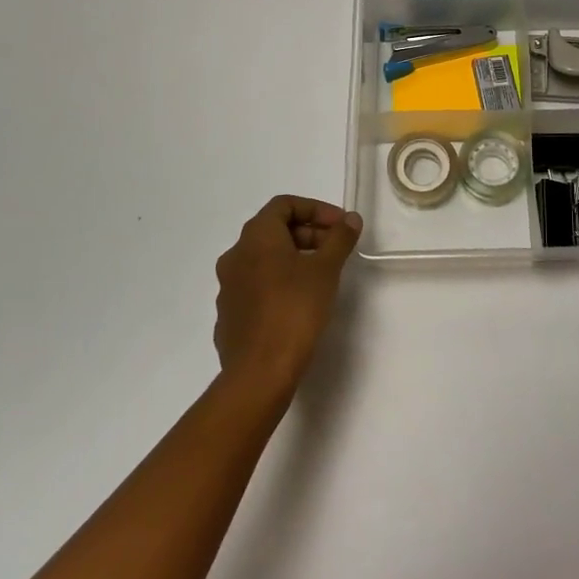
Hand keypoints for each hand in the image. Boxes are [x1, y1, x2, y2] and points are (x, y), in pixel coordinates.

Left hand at [213, 195, 362, 405]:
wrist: (259, 373)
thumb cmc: (294, 310)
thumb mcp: (326, 269)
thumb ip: (340, 238)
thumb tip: (351, 219)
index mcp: (256, 237)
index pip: (284, 204)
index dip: (316, 209)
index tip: (340, 226)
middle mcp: (235, 256)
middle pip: (274, 230)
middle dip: (308, 234)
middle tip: (335, 250)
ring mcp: (228, 288)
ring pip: (264, 260)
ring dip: (294, 259)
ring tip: (321, 277)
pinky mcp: (229, 316)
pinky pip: (256, 287)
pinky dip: (279, 283)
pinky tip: (299, 303)